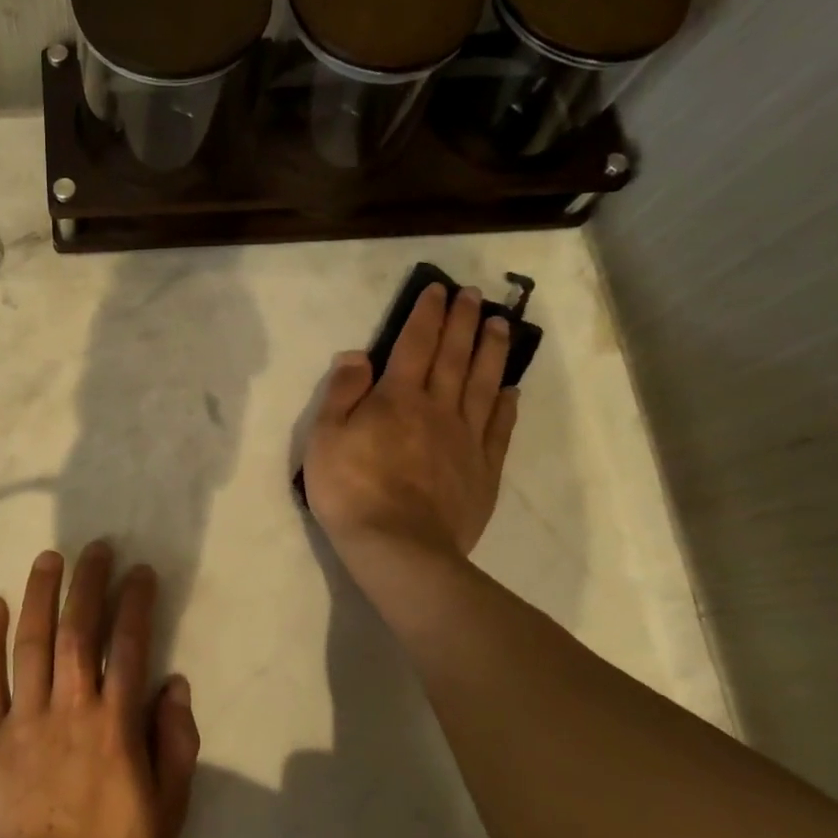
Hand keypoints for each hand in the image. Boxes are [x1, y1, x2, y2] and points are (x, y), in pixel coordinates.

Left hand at [0, 543, 200, 837]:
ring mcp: (23, 719)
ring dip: (41, 595)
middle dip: (88, 583)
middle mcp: (70, 709)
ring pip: (31, 642)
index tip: (139, 572)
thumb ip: (176, 745)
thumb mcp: (167, 812)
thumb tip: (175, 685)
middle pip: (78, 630)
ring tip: (48, 558)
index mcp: (115, 725)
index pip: (128, 646)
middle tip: (94, 548)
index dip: (135, 603)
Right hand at [303, 284, 518, 569]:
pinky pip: (499, 427)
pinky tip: (512, 388)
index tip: (439, 290)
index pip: (415, 344)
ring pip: (484, 384)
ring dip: (492, 351)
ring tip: (501, 325)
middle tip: (474, 295)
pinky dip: (507, 403)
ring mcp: (466, 439)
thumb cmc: (351, 490)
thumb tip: (358, 354)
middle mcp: (438, 408)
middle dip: (464, 322)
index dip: (426, 315)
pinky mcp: (483, 469)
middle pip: (455, 356)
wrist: (398, 547)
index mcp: (398, 398)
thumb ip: (343, 392)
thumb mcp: (325, 437)